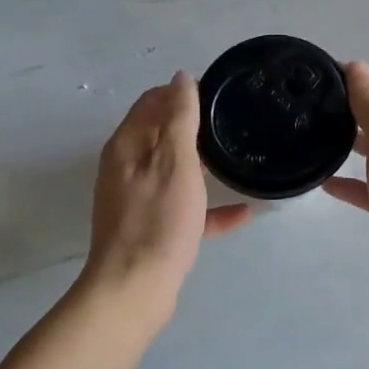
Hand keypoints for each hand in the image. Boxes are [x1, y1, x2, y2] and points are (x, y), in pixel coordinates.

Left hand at [80, 73, 250, 314]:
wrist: (134, 290)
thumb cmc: (157, 220)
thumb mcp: (175, 161)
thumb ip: (179, 117)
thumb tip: (180, 77)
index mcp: (127, 146)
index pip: (151, 102)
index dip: (181, 92)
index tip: (219, 94)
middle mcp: (126, 168)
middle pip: (161, 134)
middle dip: (194, 125)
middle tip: (233, 123)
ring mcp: (137, 200)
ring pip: (173, 171)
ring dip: (201, 164)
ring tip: (236, 158)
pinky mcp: (150, 229)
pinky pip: (183, 208)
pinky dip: (207, 207)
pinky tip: (242, 213)